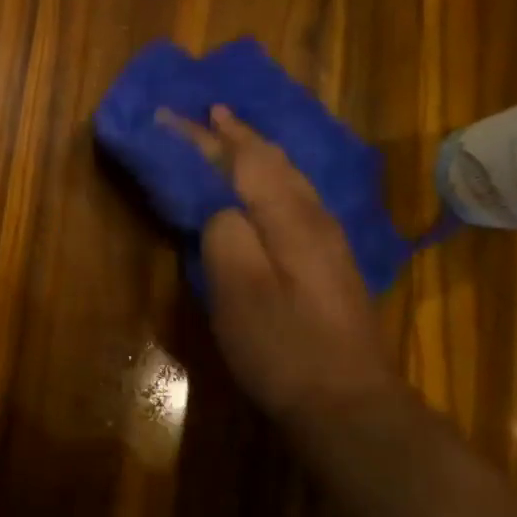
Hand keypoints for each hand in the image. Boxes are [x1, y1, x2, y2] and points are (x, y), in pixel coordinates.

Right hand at [173, 106, 397, 416]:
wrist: (348, 405)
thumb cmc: (283, 347)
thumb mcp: (239, 291)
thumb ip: (224, 233)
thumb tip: (218, 205)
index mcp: (287, 217)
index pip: (239, 160)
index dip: (201, 137)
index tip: (167, 115)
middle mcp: (312, 217)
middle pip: (271, 161)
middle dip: (236, 134)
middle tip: (210, 112)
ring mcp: (328, 240)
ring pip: (289, 177)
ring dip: (258, 151)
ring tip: (235, 136)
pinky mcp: (330, 264)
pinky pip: (296, 197)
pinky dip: (273, 178)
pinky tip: (270, 188)